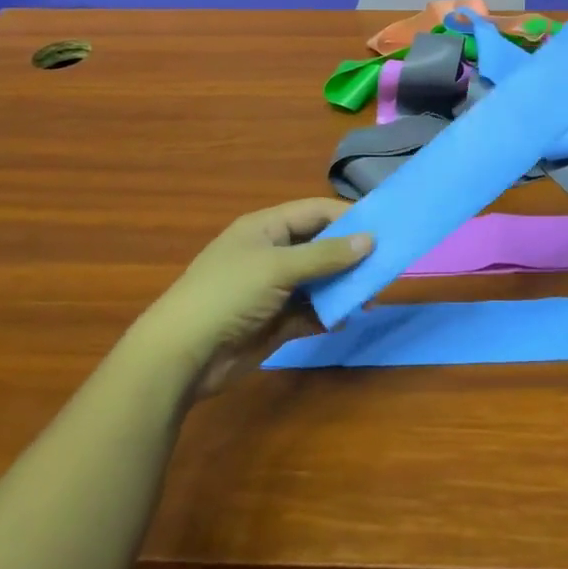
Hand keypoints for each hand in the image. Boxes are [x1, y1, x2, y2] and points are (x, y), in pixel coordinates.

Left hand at [147, 198, 372, 395]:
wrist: (182, 355)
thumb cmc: (228, 295)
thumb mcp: (278, 267)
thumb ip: (326, 255)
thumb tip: (370, 239)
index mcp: (266, 228)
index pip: (315, 212)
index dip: (348, 217)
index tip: (383, 228)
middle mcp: (271, 254)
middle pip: (320, 247)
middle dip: (351, 255)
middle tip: (385, 265)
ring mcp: (273, 289)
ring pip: (319, 281)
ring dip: (343, 287)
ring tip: (370, 297)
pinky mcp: (275, 322)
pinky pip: (310, 312)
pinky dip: (328, 315)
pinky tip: (345, 320)